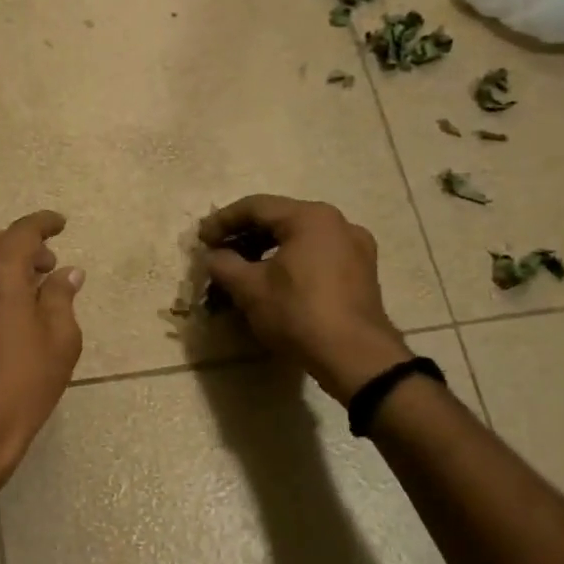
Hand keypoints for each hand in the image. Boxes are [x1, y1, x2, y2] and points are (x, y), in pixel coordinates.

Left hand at [0, 210, 84, 492]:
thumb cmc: (27, 380)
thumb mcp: (61, 338)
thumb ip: (62, 297)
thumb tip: (68, 274)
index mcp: (0, 276)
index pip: (21, 232)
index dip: (43, 223)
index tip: (60, 224)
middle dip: (19, 241)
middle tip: (47, 265)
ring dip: (1, 259)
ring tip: (31, 287)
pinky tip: (9, 306)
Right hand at [199, 195, 409, 402]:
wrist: (355, 357)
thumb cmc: (298, 313)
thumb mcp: (250, 289)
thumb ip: (224, 265)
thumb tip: (212, 256)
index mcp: (310, 217)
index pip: (256, 207)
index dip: (223, 221)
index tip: (201, 239)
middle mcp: (337, 223)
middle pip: (280, 219)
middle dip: (245, 235)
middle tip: (219, 252)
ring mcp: (356, 247)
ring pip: (300, 238)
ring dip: (267, 249)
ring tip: (243, 268)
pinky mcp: (362, 272)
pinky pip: (318, 255)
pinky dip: (291, 261)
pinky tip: (274, 281)